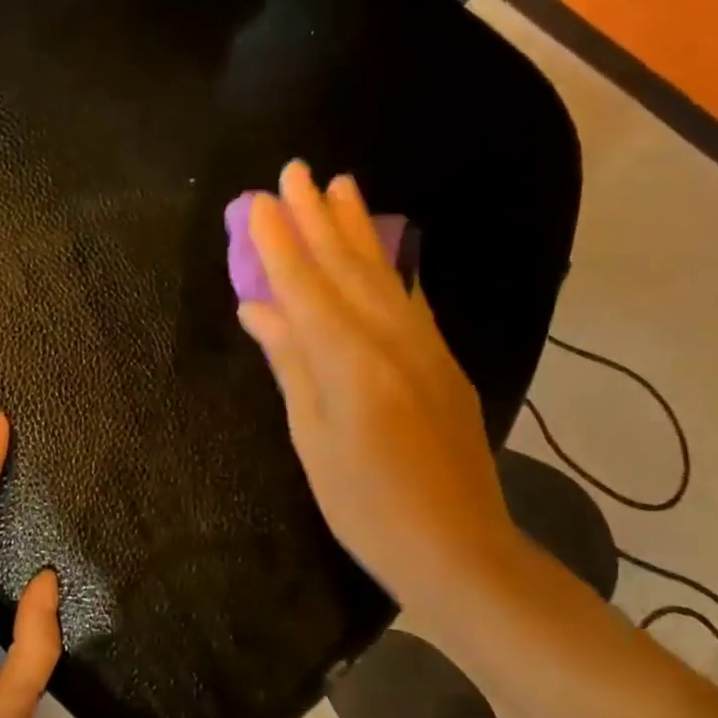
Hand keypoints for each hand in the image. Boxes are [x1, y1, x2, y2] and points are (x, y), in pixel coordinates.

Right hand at [236, 161, 516, 600]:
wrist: (460, 548)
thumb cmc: (366, 504)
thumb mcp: (313, 438)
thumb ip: (290, 363)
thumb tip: (258, 308)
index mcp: (349, 360)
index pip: (304, 284)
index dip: (279, 240)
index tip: (260, 199)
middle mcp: (390, 339)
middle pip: (346, 265)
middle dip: (318, 215)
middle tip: (298, 170)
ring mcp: (423, 346)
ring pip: (383, 273)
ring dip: (358, 227)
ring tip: (341, 185)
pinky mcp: (442, 361)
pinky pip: (407, 298)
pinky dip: (388, 266)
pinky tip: (381, 250)